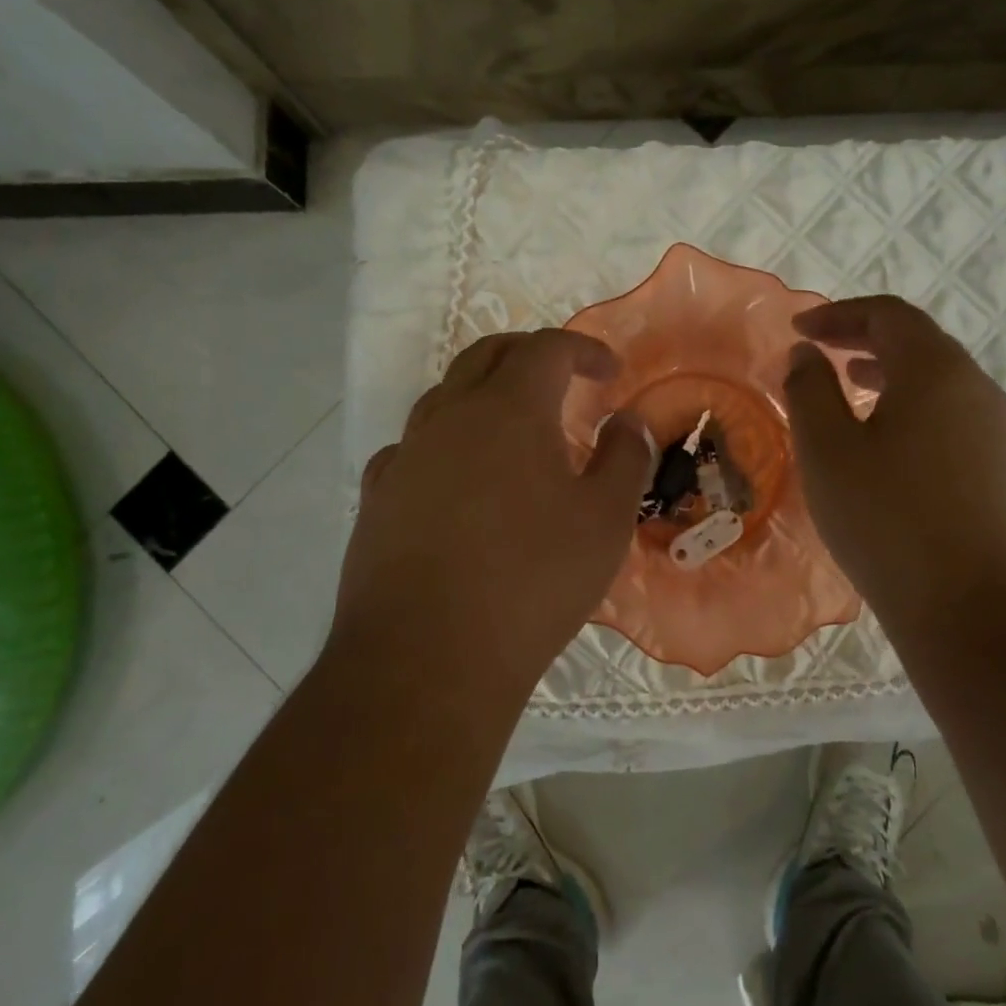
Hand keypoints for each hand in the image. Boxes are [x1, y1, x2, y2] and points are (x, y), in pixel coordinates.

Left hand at [333, 330, 653, 694]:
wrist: (427, 657)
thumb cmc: (533, 581)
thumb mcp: (604, 520)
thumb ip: (625, 458)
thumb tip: (628, 420)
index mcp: (508, 409)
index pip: (547, 349)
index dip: (583, 349)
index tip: (609, 373)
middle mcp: (449, 417)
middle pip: (487, 355)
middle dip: (530, 354)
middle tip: (563, 379)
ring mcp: (406, 456)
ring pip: (444, 397)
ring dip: (484, 395)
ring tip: (514, 430)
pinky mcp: (378, 498)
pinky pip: (413, 448)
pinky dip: (444, 443)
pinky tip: (457, 479)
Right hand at [784, 296, 1005, 644]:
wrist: (978, 613)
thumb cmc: (889, 522)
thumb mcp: (827, 452)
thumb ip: (809, 391)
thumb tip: (806, 355)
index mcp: (937, 371)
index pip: (889, 315)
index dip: (839, 315)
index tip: (799, 329)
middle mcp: (979, 389)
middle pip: (920, 344)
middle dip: (865, 341)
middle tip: (822, 355)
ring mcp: (1002, 433)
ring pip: (940, 384)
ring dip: (892, 377)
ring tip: (852, 392)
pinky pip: (954, 419)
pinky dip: (915, 411)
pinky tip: (890, 448)